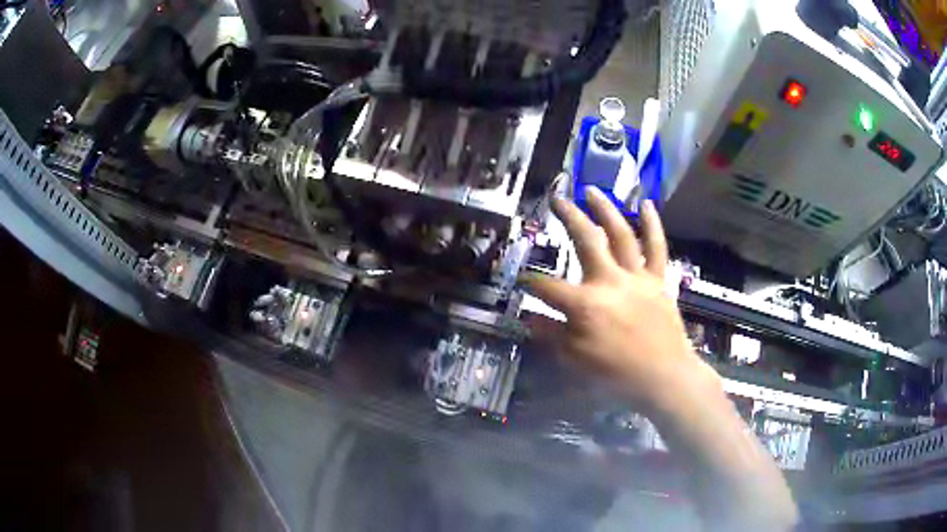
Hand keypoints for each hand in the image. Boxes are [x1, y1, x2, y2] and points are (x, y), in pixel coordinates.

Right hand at [523, 188, 719, 411]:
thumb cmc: (617, 373)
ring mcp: (637, 277)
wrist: (664, 376)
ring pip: (621, 234)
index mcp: (586, 305)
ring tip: (592, 190)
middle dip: (568, 217)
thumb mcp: (575, 360)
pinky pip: (657, 247)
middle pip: (585, 240)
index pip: (547, 287)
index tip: (519, 278)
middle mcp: (610, 281)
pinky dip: (653, 224)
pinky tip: (646, 204)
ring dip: (605, 209)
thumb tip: (529, 317)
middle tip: (556, 199)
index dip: (529, 282)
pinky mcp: (658, 279)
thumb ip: (551, 334)